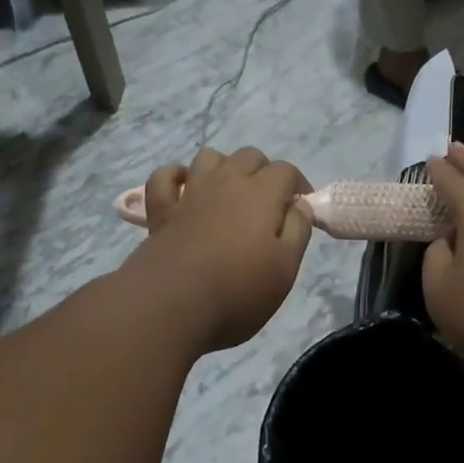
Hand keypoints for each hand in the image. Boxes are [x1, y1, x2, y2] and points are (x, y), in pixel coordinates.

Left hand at [124, 147, 312, 353]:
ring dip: (224, 167)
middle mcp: (226, 182)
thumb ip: (298, 231)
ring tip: (230, 193)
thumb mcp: (285, 268)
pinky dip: (176, 177)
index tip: (301, 208)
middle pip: (249, 156)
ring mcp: (190, 193)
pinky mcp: (162, 210)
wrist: (172, 306)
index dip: (298, 185)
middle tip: (270, 202)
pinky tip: (184, 190)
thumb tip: (300, 205)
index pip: (286, 171)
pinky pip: (165, 177)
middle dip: (264, 171)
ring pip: (209, 158)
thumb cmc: (238, 291)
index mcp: (261, 194)